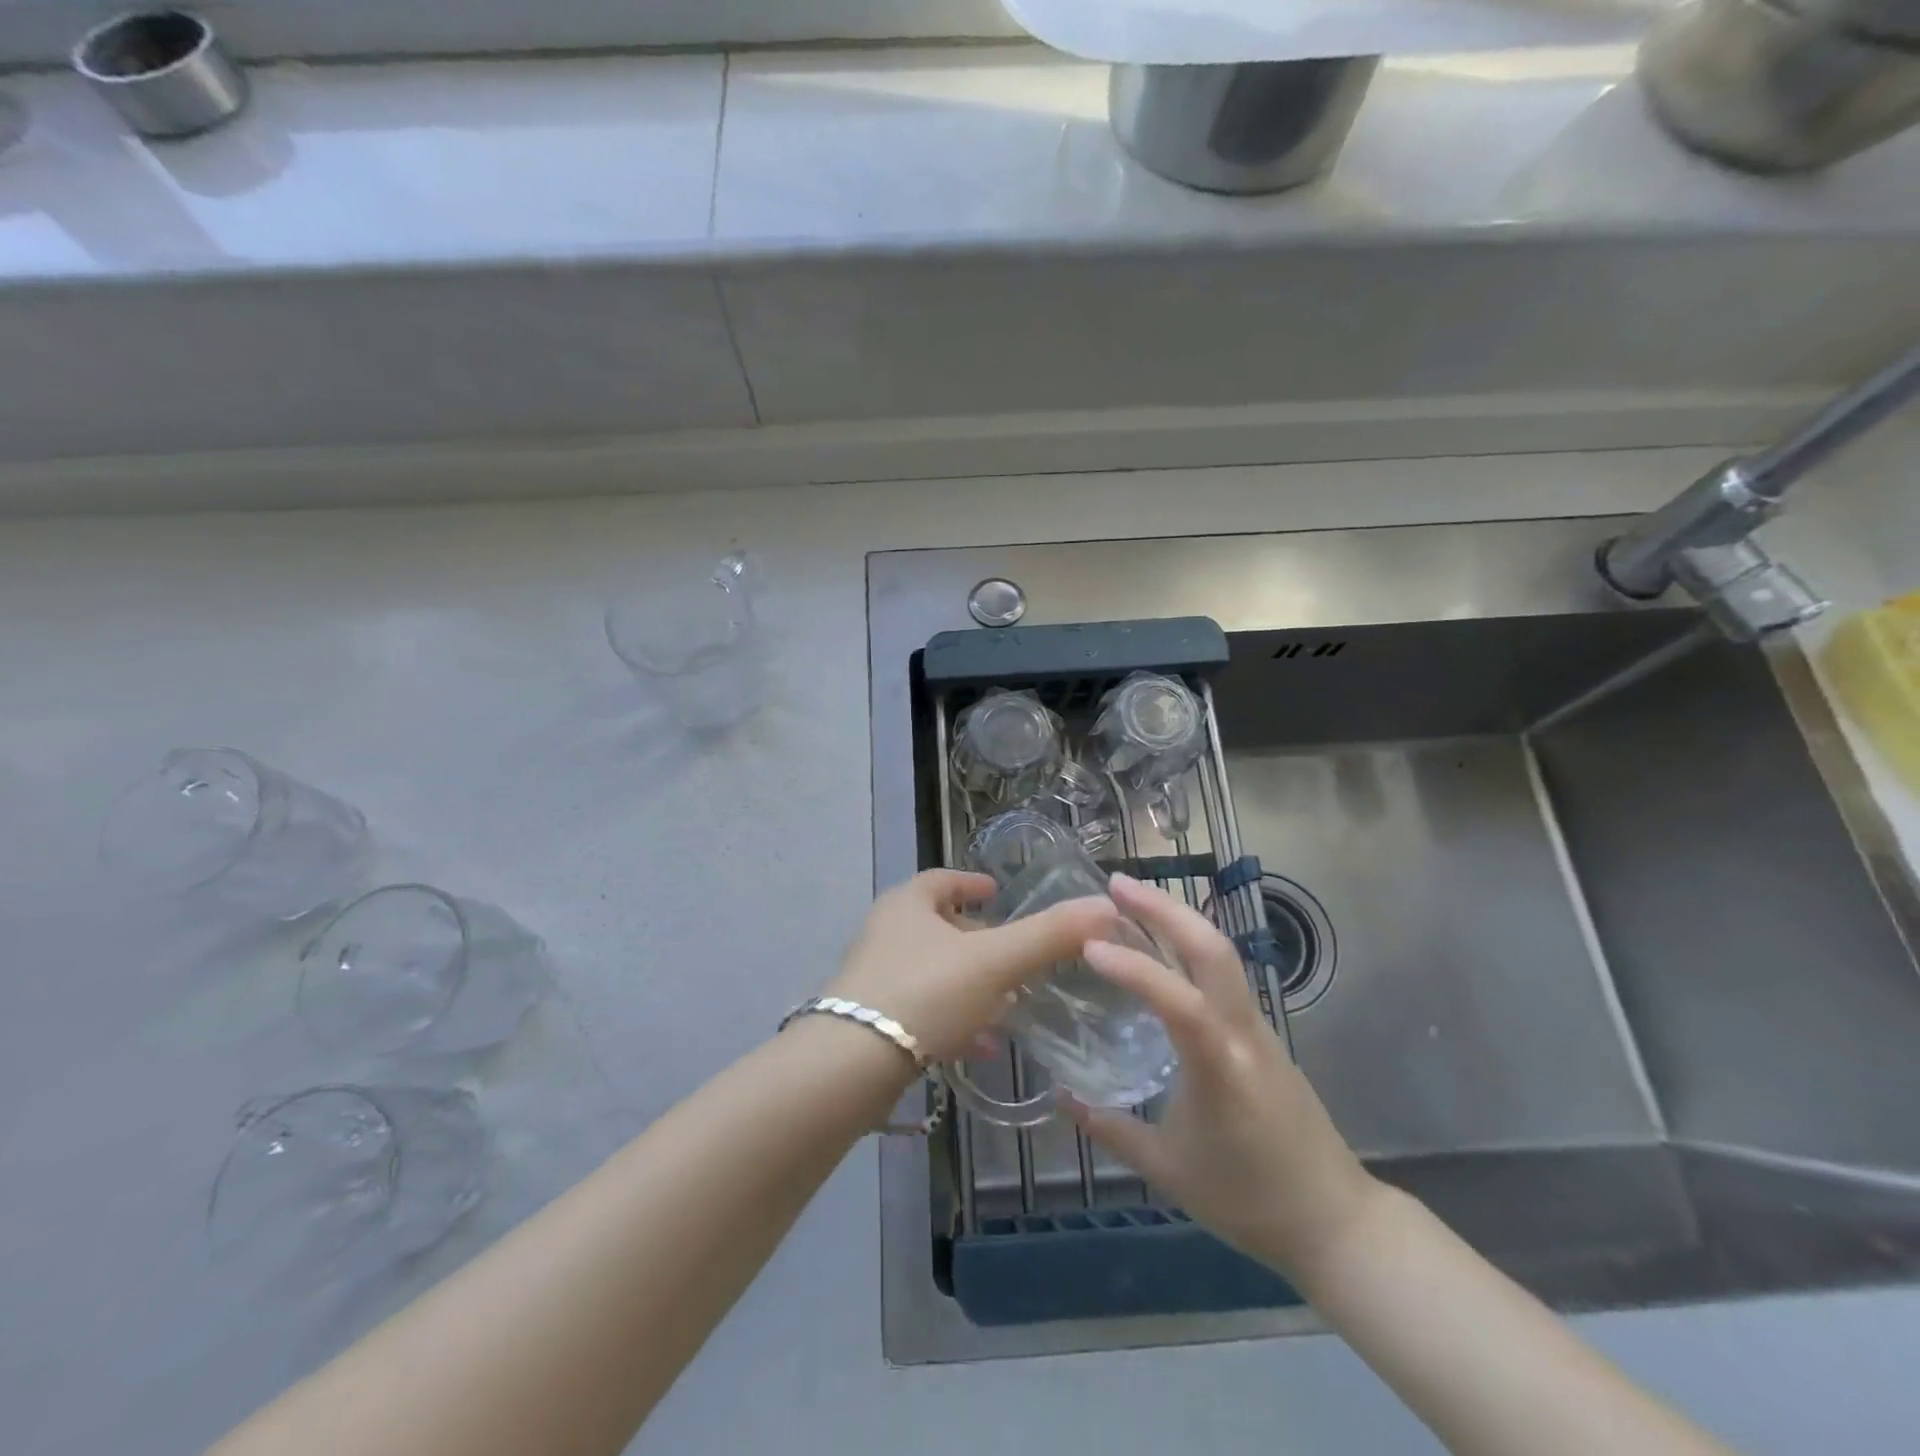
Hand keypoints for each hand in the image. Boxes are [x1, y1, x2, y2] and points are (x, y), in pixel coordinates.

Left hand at [826, 869, 1117, 1063]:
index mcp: (907, 905)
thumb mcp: (994, 961)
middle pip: (939, 928)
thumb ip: (1049, 935)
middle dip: (979, 941)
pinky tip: (981, 1046)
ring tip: (1010, 1004)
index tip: (996, 891)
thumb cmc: (925, 992)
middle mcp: (886, 934)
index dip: (971, 884)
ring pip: (933, 973)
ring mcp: (875, 980)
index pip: (941, 881)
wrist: (850, 1065)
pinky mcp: (872, 1023)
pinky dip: (954, 1020)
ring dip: (972, 985)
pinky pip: (923, 1012)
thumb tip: (1106, 906)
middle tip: (1016, 955)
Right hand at [1065, 873, 1378, 1282]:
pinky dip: (1189, 944)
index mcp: (1220, 1067)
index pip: (1179, 1002)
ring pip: (1222, 953)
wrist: (1333, 1219)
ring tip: (1131, 900)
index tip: (1090, 946)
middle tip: (1116, 883)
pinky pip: (1224, 973)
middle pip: (1213, 950)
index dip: (1135, 969)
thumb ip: (1110, 1129)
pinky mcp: (1261, 1030)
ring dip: (1178, 918)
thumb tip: (1061, 1097)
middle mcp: (1243, 1032)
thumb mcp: (1167, 1170)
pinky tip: (1161, 945)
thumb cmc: (1248, 1199)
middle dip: (1165, 909)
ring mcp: (1258, 1026)